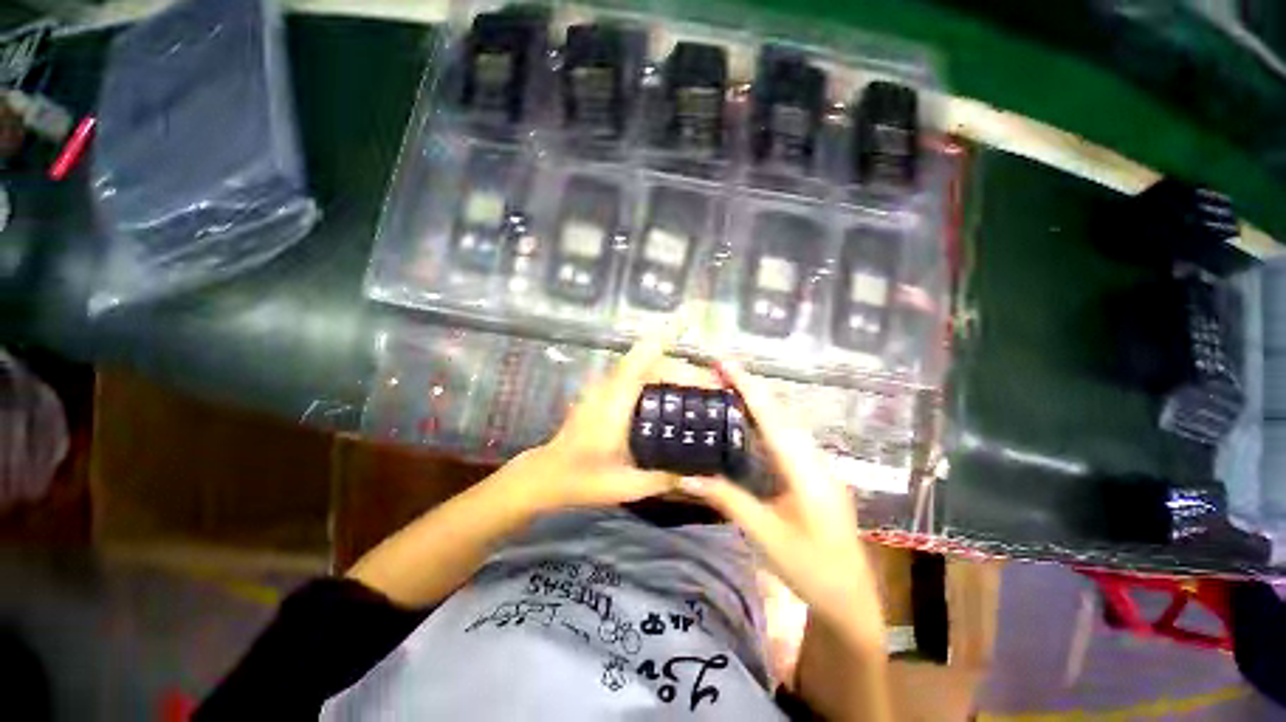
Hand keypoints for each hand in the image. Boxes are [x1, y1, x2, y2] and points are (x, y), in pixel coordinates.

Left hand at [522, 323, 686, 510]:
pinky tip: (677, 391)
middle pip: (652, 363)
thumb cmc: (583, 479)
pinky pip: (639, 375)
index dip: (664, 335)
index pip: (641, 359)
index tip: (688, 319)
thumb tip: (700, 474)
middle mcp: (611, 386)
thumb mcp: (626, 485)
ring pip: (646, 367)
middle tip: (718, 386)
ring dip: (675, 371)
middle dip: (687, 370)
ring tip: (704, 388)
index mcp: (614, 401)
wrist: (548, 474)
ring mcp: (607, 387)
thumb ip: (664, 479)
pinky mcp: (606, 393)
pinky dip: (662, 375)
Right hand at [677, 361, 879, 640]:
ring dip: (758, 404)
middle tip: (719, 373)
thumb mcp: (763, 534)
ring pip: (785, 425)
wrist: (851, 600)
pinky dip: (766, 424)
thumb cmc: (809, 567)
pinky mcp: (814, 476)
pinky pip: (787, 440)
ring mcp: (818, 467)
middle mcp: (814, 459)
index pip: (771, 417)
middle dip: (750, 389)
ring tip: (728, 390)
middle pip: (780, 413)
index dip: (747, 387)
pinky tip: (749, 425)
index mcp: (805, 470)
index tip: (725, 363)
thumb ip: (726, 498)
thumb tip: (685, 477)